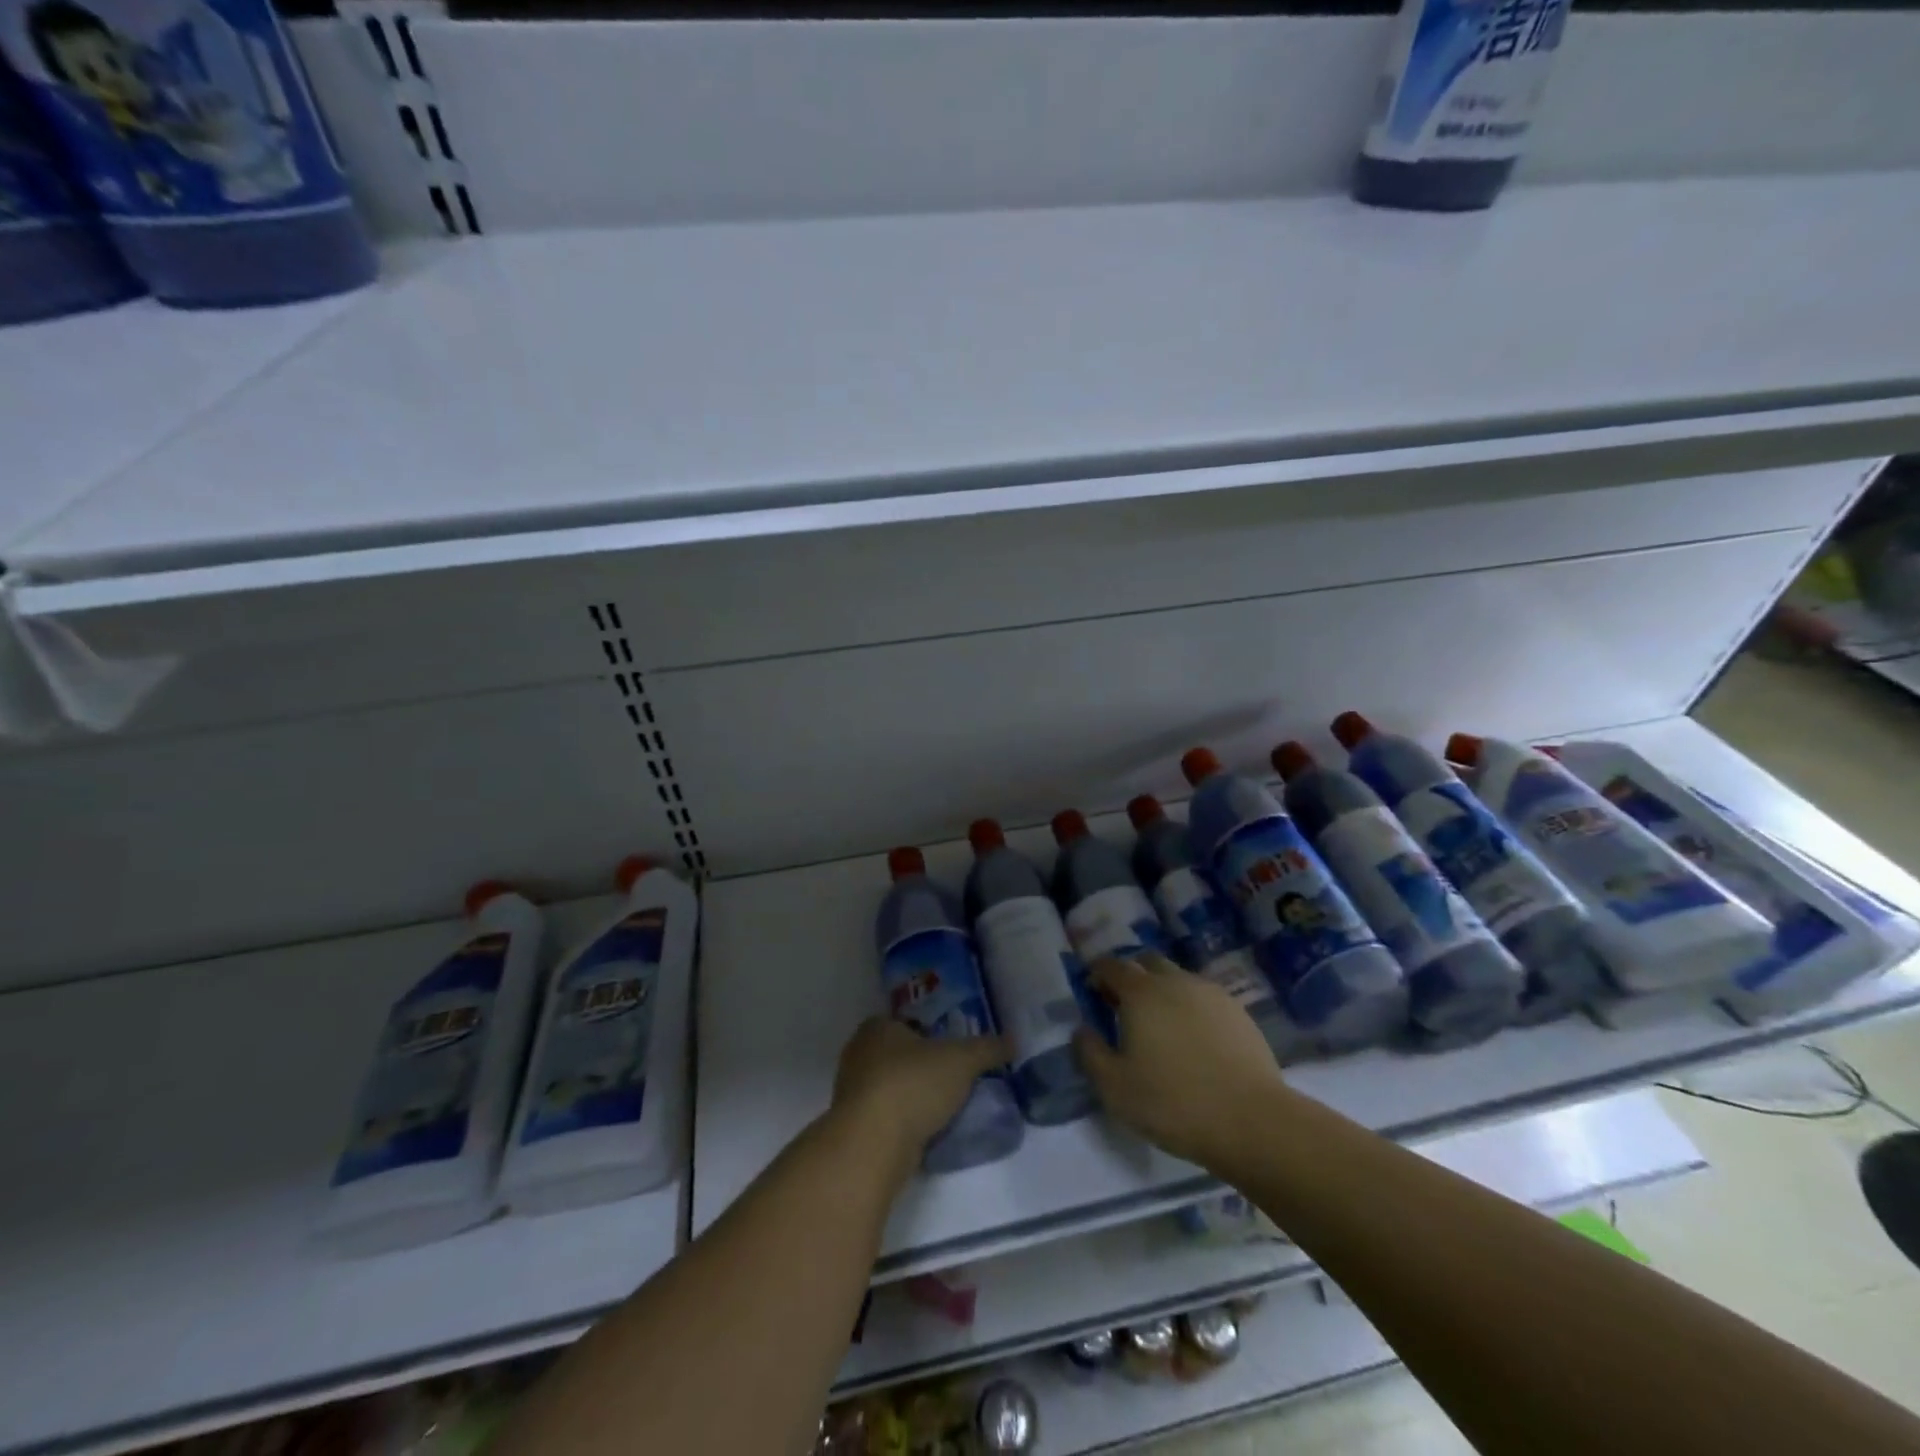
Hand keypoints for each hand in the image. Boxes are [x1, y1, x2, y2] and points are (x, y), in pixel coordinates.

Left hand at [830, 1017, 1007, 1173]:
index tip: (953, 1050)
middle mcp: (859, 1054)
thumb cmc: (913, 1084)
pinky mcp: (855, 1128)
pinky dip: (905, 1122)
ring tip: (946, 1108)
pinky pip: (887, 1117)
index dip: (930, 1033)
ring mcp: (852, 1093)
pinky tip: (927, 1132)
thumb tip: (1013, 1040)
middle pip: (898, 1055)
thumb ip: (987, 1048)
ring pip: (891, 1087)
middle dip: (923, 1066)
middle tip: (954, 1078)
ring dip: (914, 1097)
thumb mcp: (961, 1060)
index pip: (907, 1022)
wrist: (873, 1144)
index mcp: (877, 1027)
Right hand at [1074, 953, 1288, 1174]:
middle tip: (1124, 1007)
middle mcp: (1175, 981)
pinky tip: (1193, 1040)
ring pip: (1178, 978)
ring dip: (1163, 991)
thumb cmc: (1173, 1103)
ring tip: (1161, 1026)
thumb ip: (1090, 1052)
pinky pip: (1203, 998)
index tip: (1092, 991)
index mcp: (1141, 992)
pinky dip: (1190, 1008)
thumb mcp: (1114, 1088)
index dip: (1097, 974)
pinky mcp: (1238, 1012)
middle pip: (1147, 962)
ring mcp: (1210, 993)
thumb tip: (1083, 1029)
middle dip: (1131, 976)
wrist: (1251, 1121)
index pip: (1111, 965)